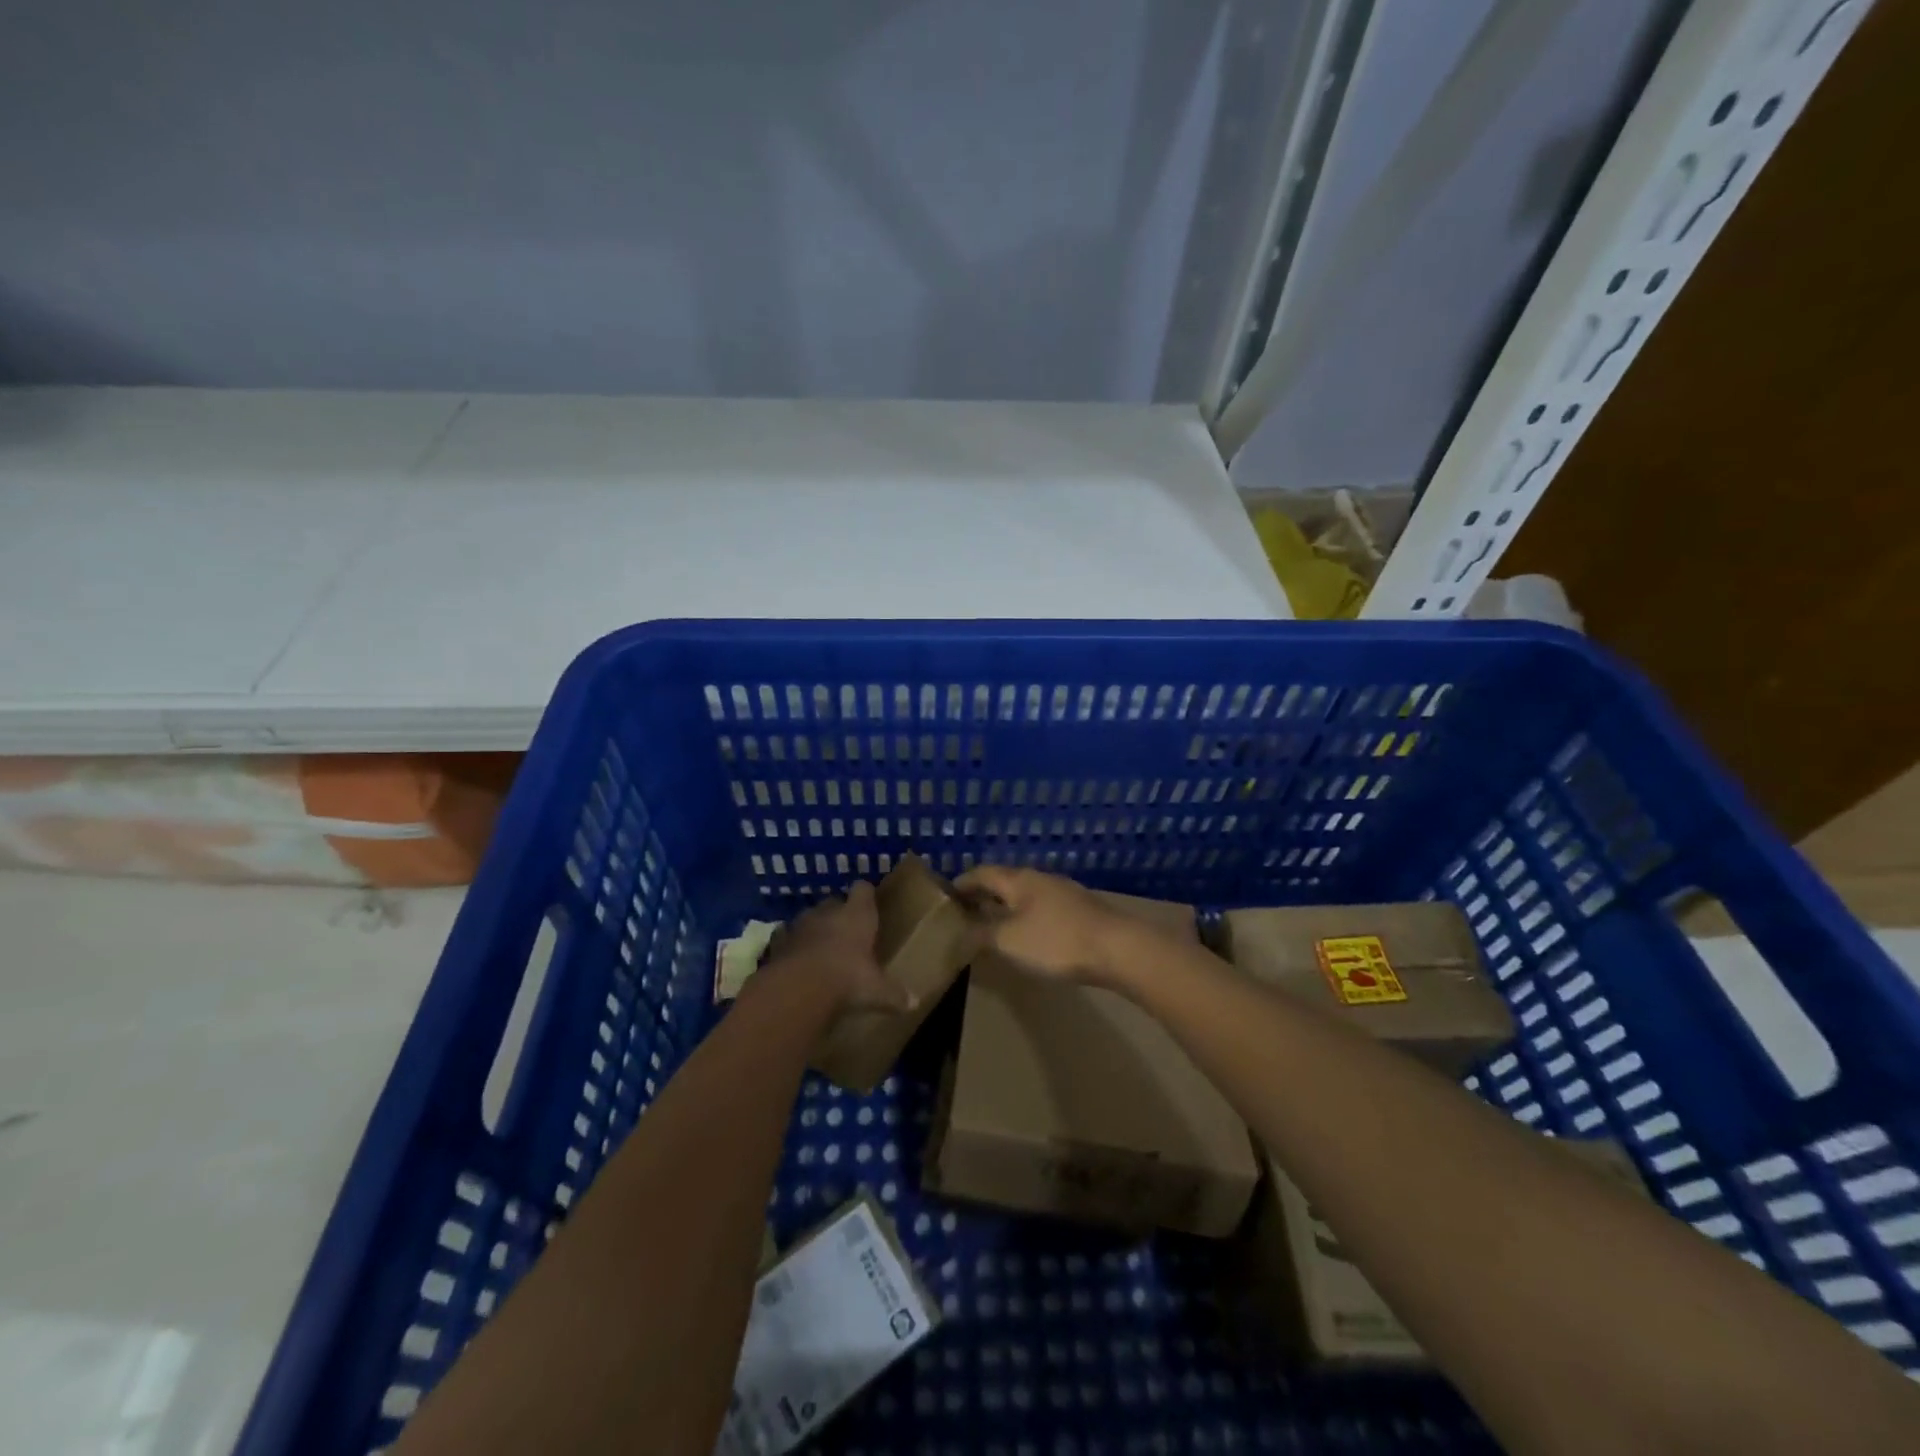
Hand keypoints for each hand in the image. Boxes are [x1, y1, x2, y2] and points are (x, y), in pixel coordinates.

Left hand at [755, 882, 912, 1014]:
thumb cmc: (847, 978)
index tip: (870, 902)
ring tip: (821, 948)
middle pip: (834, 902)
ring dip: (814, 929)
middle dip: (839, 914)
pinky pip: (787, 938)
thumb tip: (915, 1003)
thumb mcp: (877, 990)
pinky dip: (792, 947)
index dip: (866, 895)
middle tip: (847, 932)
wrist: (798, 988)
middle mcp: (828, 912)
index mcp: (857, 915)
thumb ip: (894, 994)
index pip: (863, 890)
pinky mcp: (778, 942)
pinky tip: (796, 961)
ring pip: (809, 918)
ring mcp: (800, 925)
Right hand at [954, 865, 1137, 985]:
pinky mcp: (1081, 910)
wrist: (1118, 949)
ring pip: (1026, 894)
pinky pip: (1043, 907)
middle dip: (984, 894)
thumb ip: (981, 934)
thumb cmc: (1056, 941)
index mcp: (1019, 880)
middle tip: (965, 911)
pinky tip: (1028, 934)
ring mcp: (1064, 893)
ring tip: (993, 923)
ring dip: (1006, 905)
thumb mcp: (1009, 941)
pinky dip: (1026, 915)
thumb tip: (961, 931)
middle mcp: (1041, 878)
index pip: (982, 873)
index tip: (946, 895)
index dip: (962, 883)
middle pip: (1005, 881)